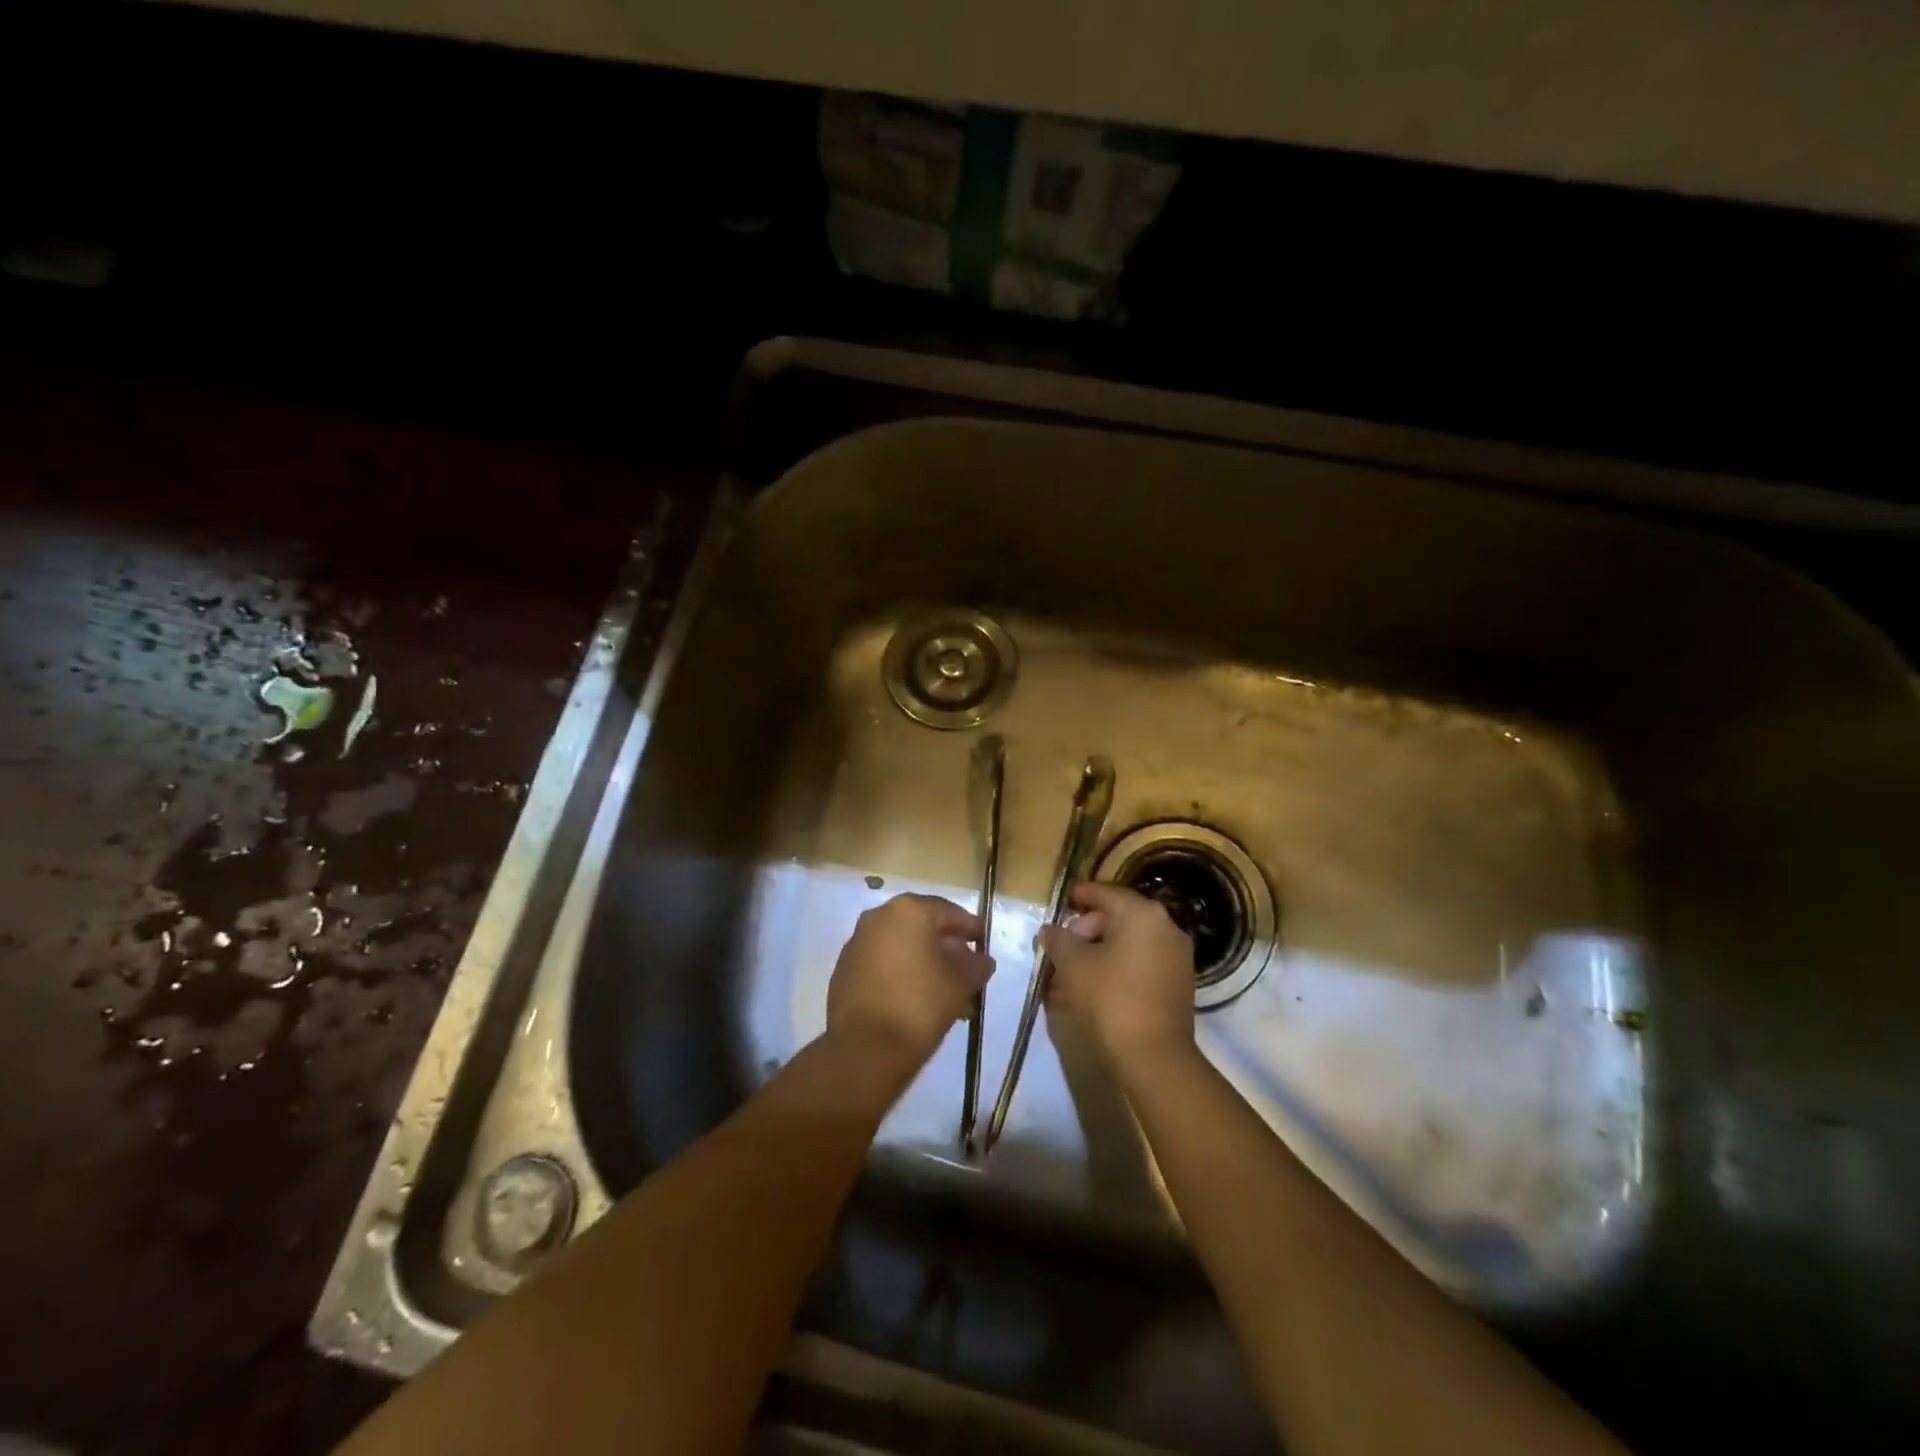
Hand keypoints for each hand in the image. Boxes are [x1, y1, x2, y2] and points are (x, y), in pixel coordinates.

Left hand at [827, 893, 994, 1062]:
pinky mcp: (843, 968)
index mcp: (909, 910)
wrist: (866, 1048)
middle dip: (945, 945)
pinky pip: (880, 961)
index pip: (949, 912)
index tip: (984, 947)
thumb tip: (981, 960)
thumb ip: (976, 965)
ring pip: (899, 944)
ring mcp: (857, 942)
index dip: (971, 929)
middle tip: (964, 968)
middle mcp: (879, 916)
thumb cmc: (920, 1005)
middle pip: (921, 925)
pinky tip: (913, 996)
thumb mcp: (961, 983)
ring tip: (941, 988)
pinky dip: (899, 971)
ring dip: (921, 959)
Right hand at [1042, 882, 1195, 1073]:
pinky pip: (1138, 964)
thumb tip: (1049, 931)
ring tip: (1065, 979)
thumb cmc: (1110, 999)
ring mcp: (1175, 955)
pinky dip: (1114, 970)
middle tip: (1057, 954)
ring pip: (1125, 944)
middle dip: (1082, 934)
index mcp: (1142, 913)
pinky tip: (1088, 992)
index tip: (1054, 909)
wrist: (1155, 1058)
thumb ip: (1057, 940)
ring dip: (1095, 956)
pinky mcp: (1177, 983)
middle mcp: (1165, 926)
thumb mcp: (1073, 965)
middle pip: (1114, 918)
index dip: (1074, 898)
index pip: (1101, 892)